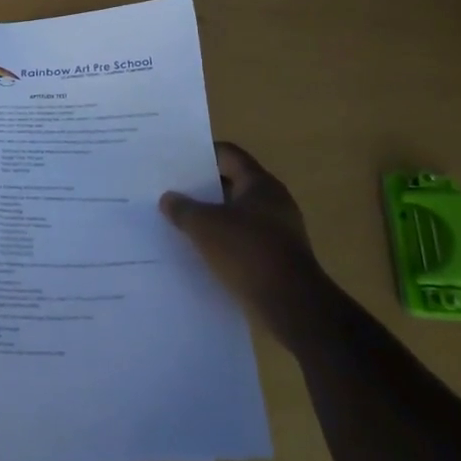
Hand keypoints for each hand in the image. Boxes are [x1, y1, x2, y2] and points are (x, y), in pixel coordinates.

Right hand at [161, 142, 325, 349]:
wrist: (293, 306)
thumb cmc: (248, 252)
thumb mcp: (205, 227)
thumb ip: (183, 209)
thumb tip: (168, 198)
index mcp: (260, 183)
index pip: (228, 154)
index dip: (202, 154)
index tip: (176, 161)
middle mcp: (274, 201)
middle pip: (233, 183)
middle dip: (203, 187)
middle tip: (173, 190)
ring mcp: (279, 230)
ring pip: (238, 213)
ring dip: (213, 216)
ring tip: (182, 221)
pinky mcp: (279, 257)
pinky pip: (245, 239)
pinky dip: (225, 240)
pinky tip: (203, 250)